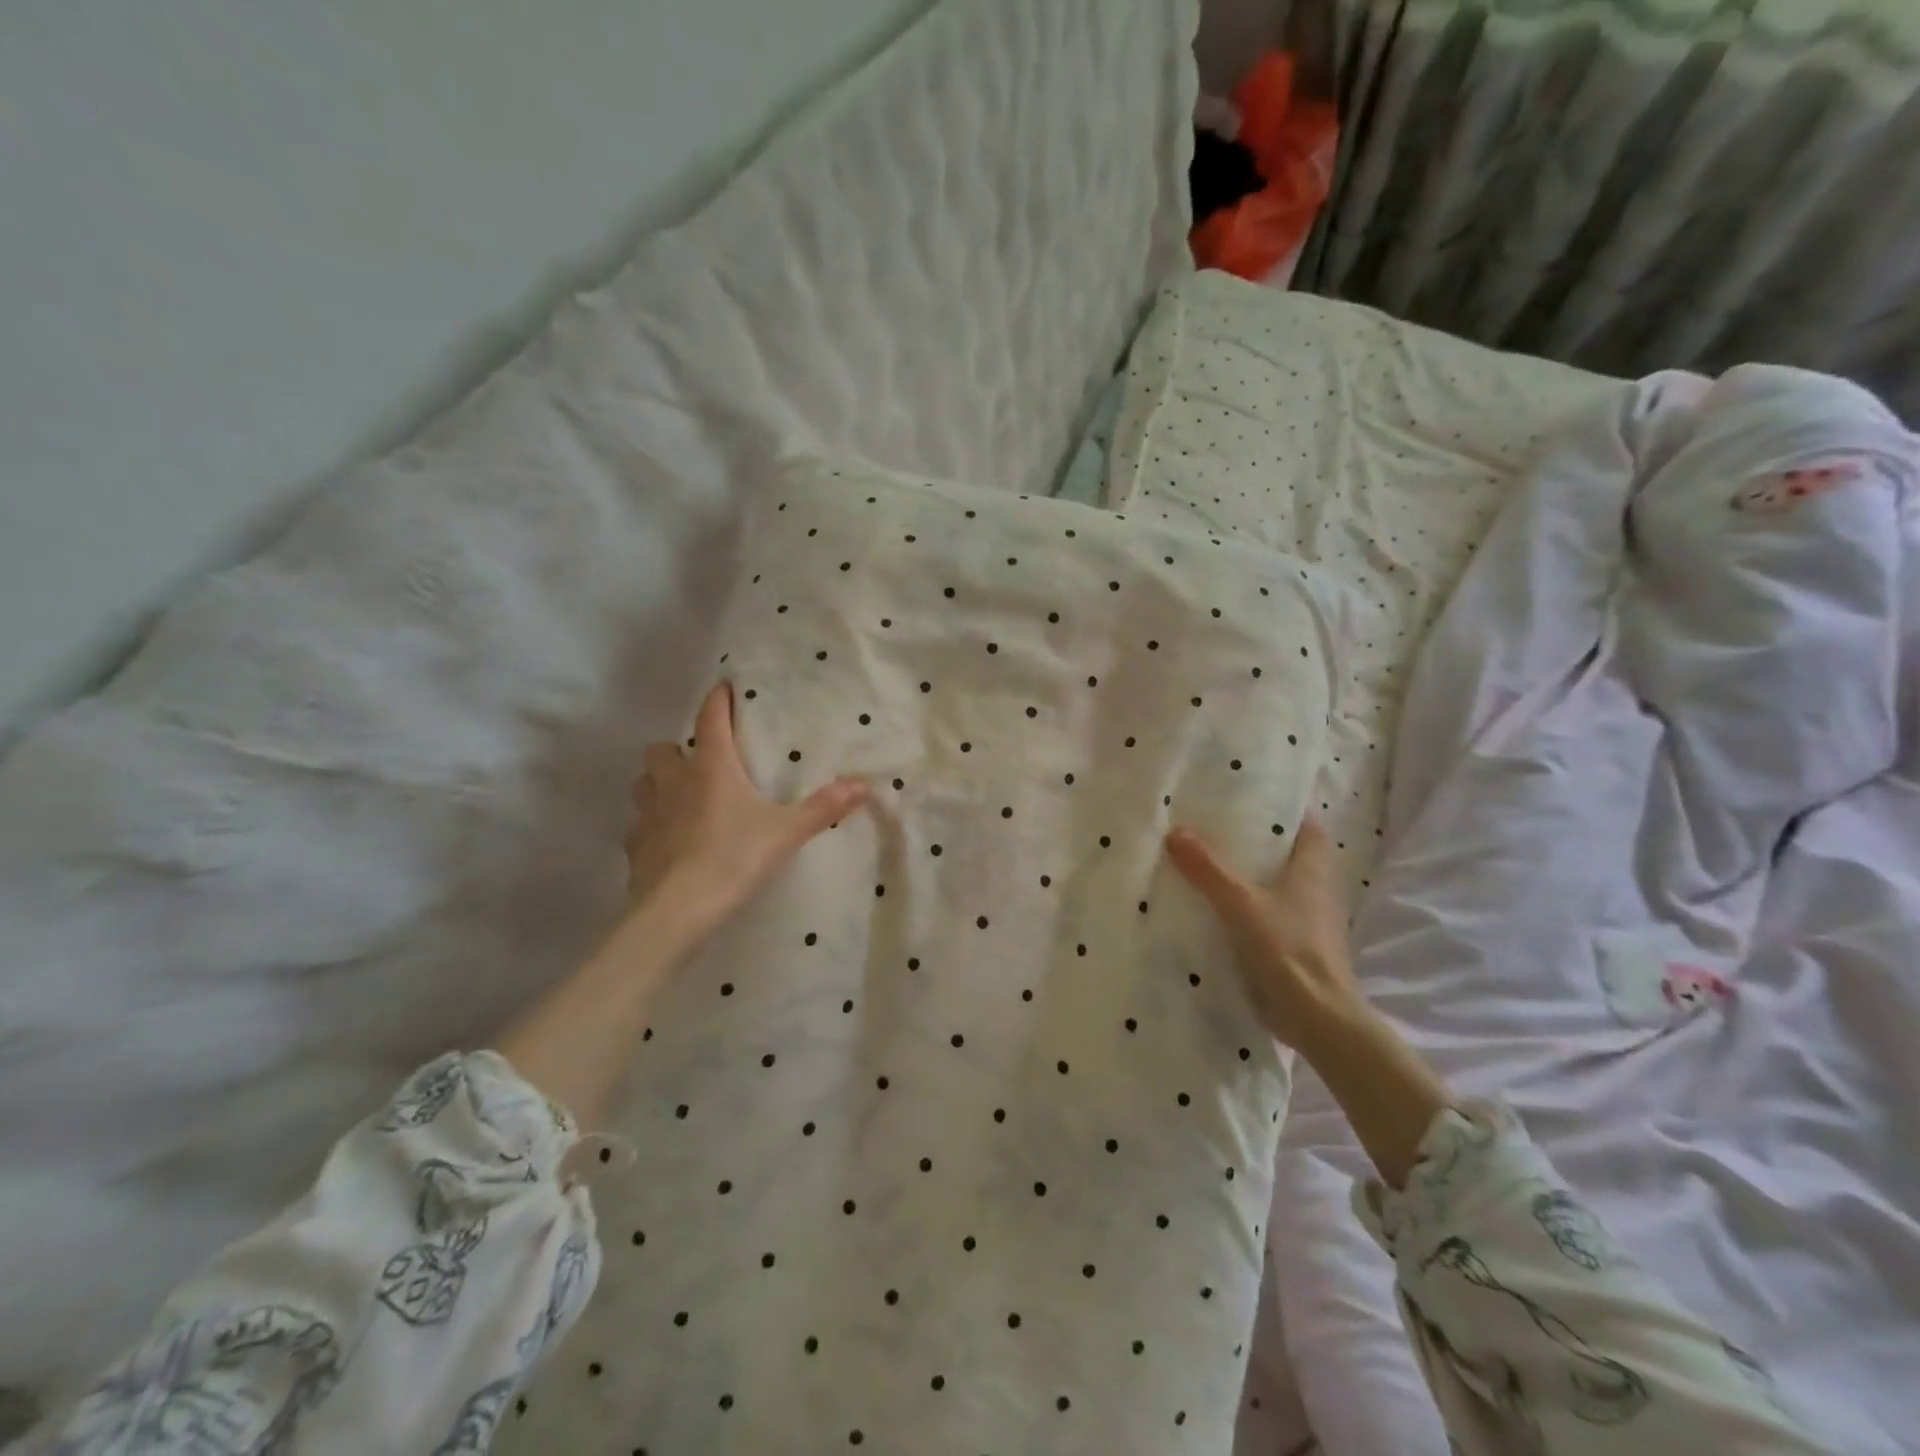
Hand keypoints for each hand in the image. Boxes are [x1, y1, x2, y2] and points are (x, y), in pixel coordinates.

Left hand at [626, 682, 869, 943]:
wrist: (677, 911)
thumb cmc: (733, 858)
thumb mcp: (786, 832)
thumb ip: (823, 807)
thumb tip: (866, 786)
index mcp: (711, 768)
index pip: (709, 719)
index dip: (717, 700)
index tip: (724, 688)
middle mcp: (673, 781)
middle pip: (662, 749)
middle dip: (678, 750)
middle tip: (702, 762)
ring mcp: (648, 813)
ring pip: (644, 782)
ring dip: (659, 782)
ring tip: (682, 796)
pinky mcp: (635, 845)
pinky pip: (640, 823)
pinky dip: (652, 823)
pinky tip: (670, 839)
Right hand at [1167, 818, 1450, 1187]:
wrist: (1317, 1017)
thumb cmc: (1288, 949)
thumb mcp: (1241, 903)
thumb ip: (1208, 868)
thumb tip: (1174, 830)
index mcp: (1313, 865)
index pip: (1301, 820)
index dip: (1276, 803)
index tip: (1240, 789)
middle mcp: (1313, 884)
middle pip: (1280, 848)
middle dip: (1248, 835)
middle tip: (1205, 818)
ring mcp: (1303, 914)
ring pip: (1268, 879)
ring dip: (1240, 869)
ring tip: (1197, 852)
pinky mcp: (1289, 940)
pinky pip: (1259, 907)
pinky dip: (1237, 899)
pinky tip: (1205, 897)